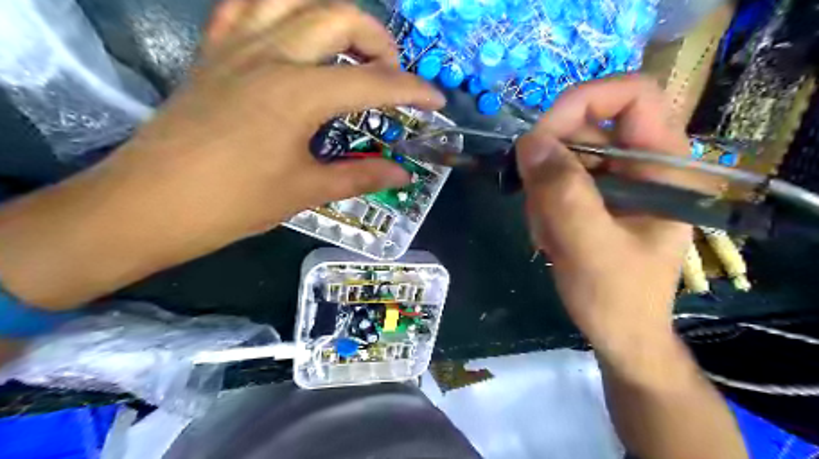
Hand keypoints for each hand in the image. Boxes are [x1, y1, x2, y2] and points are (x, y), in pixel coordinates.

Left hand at [112, 0, 445, 239]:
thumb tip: (403, 174)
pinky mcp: (212, 52)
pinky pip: (247, 6)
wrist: (150, 204)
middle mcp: (271, 54)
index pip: (373, 81)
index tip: (437, 101)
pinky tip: (293, 34)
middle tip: (391, 74)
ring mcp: (236, 46)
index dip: (413, 90)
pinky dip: (280, 10)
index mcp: (298, 93)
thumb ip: (360, 175)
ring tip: (349, 48)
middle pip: (339, 16)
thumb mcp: (306, 190)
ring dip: (333, 16)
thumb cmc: (233, 203)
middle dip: (379, 41)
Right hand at [520, 75, 699, 364]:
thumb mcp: (590, 248)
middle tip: (535, 201)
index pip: (633, 94)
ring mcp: (616, 179)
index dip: (584, 100)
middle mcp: (641, 163)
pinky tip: (547, 233)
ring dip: (543, 190)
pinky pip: (557, 179)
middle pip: (587, 124)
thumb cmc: (618, 298)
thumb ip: (563, 195)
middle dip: (551, 161)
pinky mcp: (595, 195)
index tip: (539, 137)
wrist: (620, 333)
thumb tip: (529, 141)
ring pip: (564, 155)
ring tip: (547, 232)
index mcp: (663, 166)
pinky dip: (542, 202)